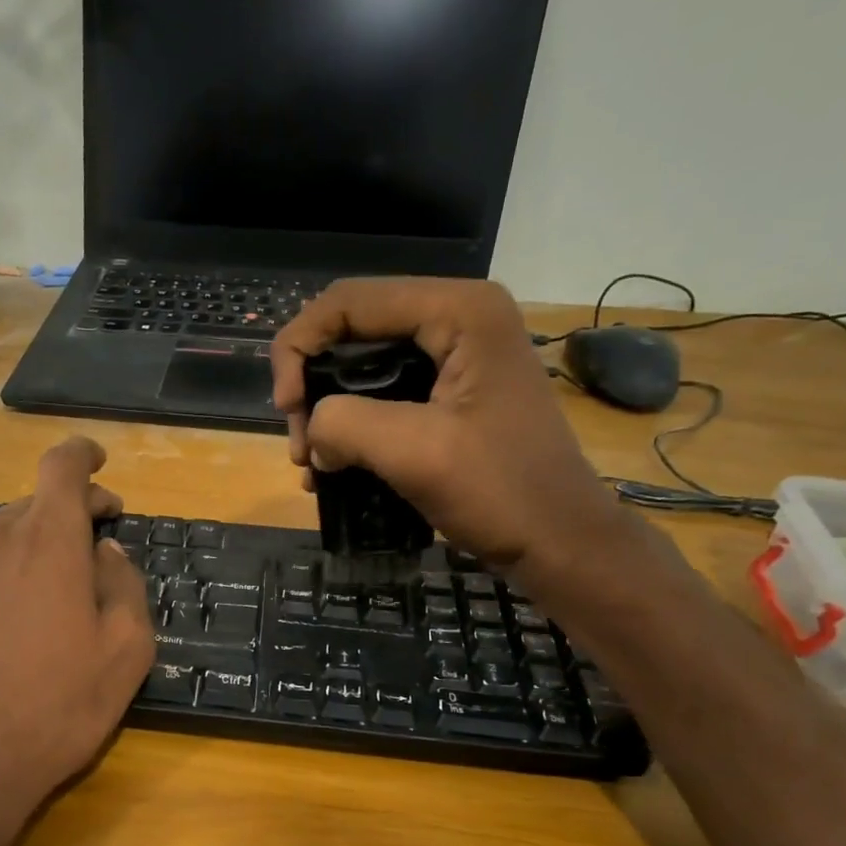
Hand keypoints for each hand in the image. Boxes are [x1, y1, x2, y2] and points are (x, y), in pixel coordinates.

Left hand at [0, 437, 155, 845]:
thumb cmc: (56, 710)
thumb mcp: (126, 655)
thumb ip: (125, 589)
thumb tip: (107, 552)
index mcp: (53, 545)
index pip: (64, 470)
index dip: (83, 457)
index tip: (98, 465)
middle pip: (33, 504)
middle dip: (67, 512)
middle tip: (91, 546)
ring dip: (22, 534)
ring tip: (38, 566)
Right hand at [271, 276, 620, 569]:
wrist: (559, 543)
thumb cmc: (501, 492)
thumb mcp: (415, 452)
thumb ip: (347, 423)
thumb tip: (315, 432)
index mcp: (458, 311)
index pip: (349, 302)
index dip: (300, 347)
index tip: (286, 409)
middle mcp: (457, 318)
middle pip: (352, 331)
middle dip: (312, 386)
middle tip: (301, 448)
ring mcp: (455, 358)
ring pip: (362, 367)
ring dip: (327, 414)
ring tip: (312, 466)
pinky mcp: (450, 395)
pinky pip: (382, 396)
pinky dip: (351, 429)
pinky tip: (332, 470)